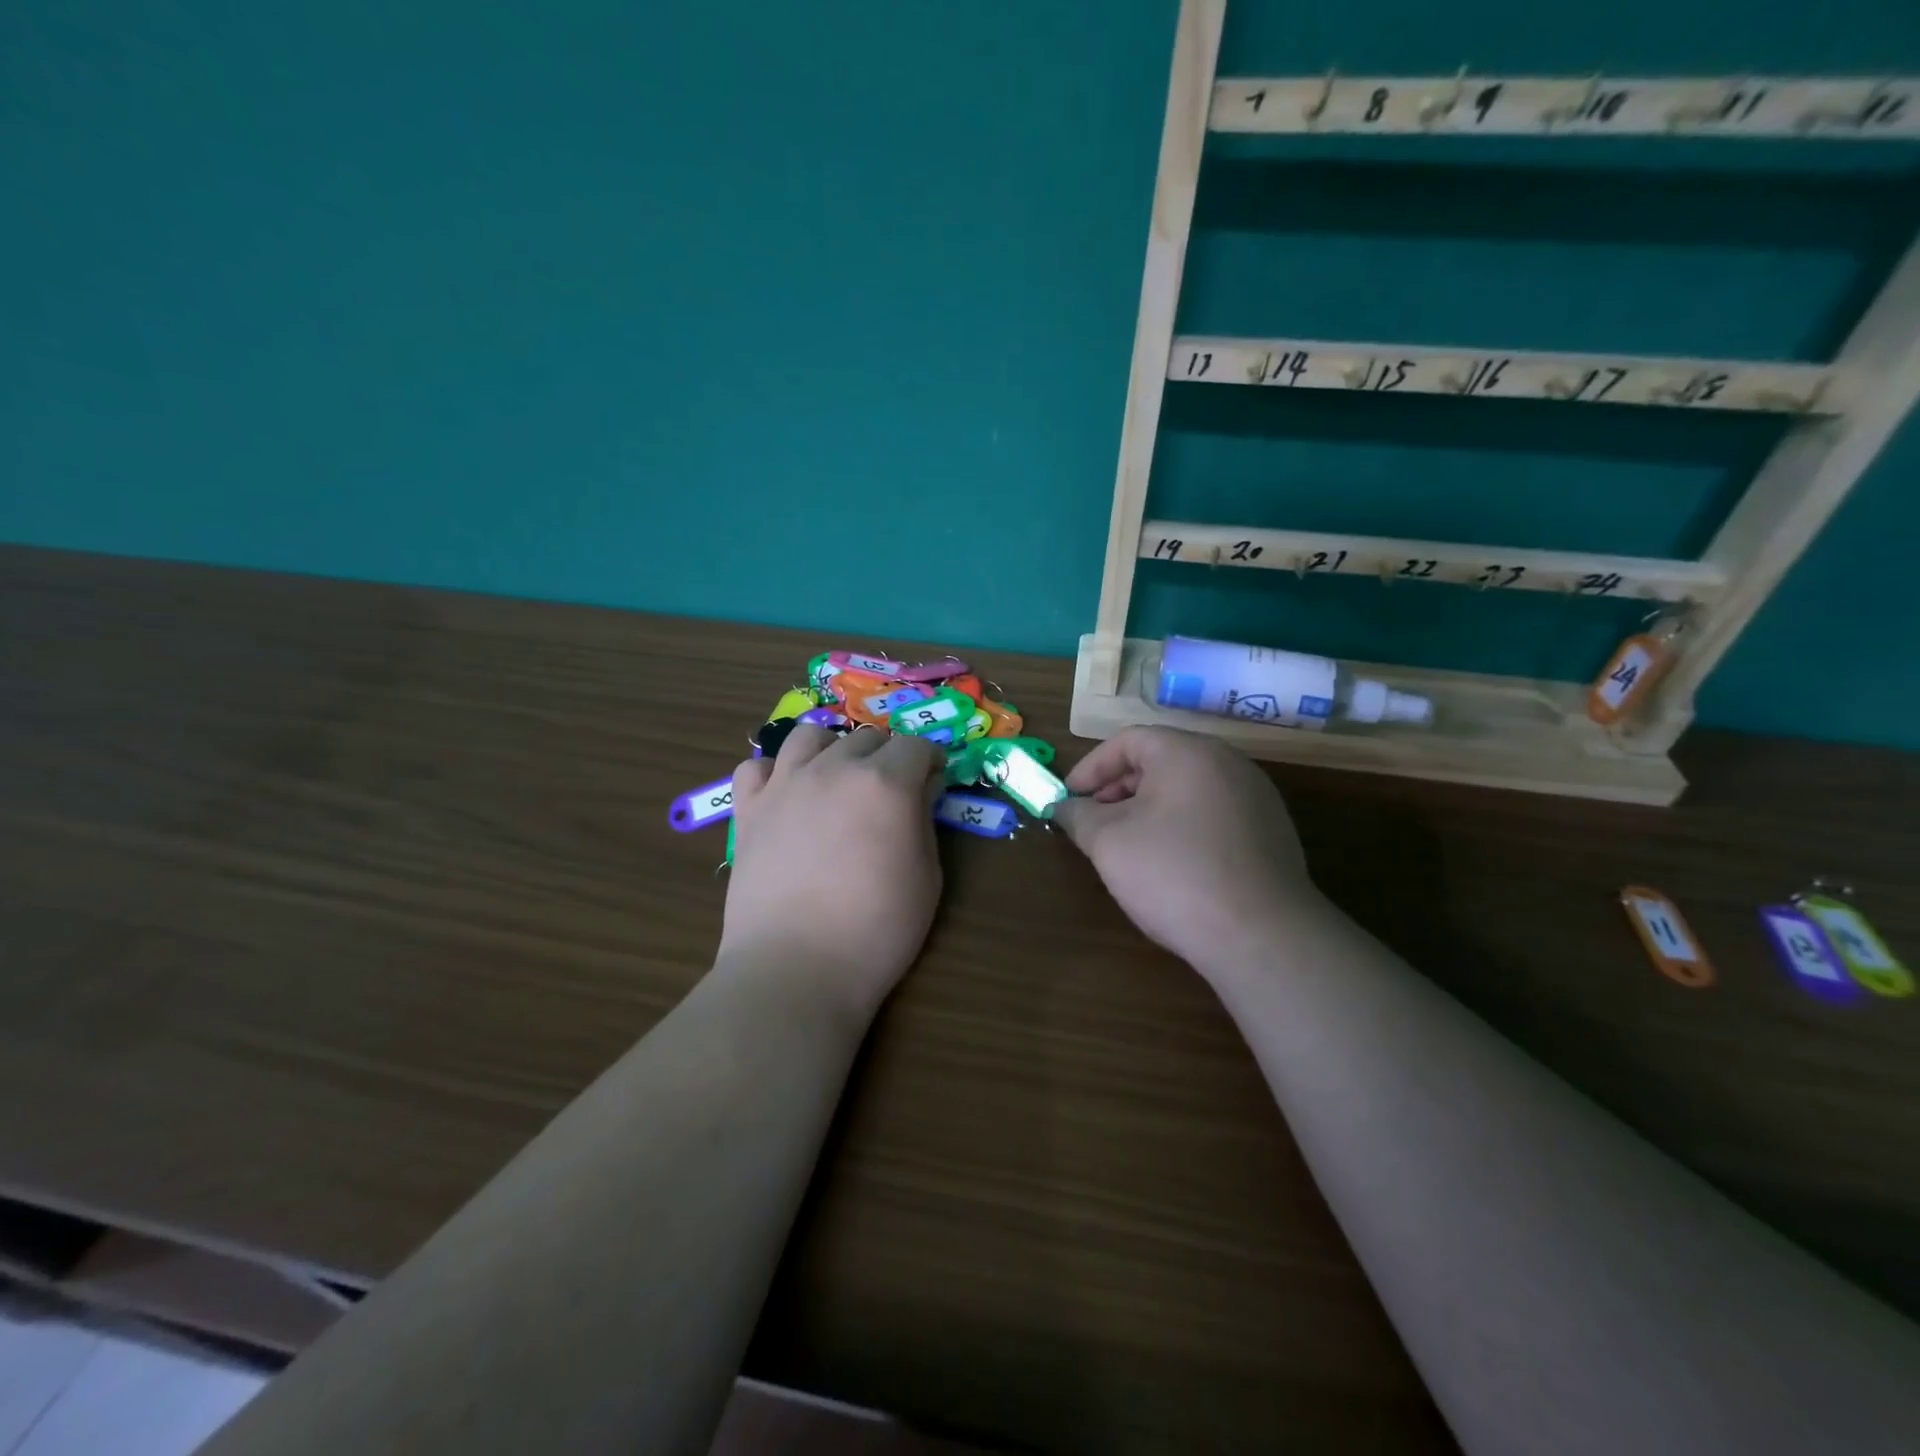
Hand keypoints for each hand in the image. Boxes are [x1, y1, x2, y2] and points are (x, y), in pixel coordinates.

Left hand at [720, 726, 944, 1015]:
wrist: (796, 968)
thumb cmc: (877, 930)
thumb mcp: (926, 877)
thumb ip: (924, 820)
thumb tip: (922, 787)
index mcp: (885, 783)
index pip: (915, 746)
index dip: (931, 760)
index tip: (934, 781)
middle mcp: (834, 769)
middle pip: (867, 738)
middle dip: (887, 757)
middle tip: (890, 793)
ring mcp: (785, 785)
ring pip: (809, 736)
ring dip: (832, 750)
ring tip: (838, 781)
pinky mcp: (749, 809)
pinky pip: (756, 766)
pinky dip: (774, 772)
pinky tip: (787, 796)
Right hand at [1055, 727, 1318, 974]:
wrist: (1261, 936)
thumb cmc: (1174, 875)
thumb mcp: (1108, 843)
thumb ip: (1078, 816)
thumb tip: (1063, 806)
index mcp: (1188, 752)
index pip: (1128, 740)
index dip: (1090, 767)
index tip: (1068, 799)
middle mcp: (1228, 763)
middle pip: (1160, 761)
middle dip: (1118, 789)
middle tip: (1093, 823)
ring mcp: (1256, 798)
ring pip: (1186, 789)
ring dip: (1148, 809)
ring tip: (1126, 846)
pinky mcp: (1270, 833)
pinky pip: (1213, 814)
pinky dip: (1181, 826)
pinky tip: (1170, 865)